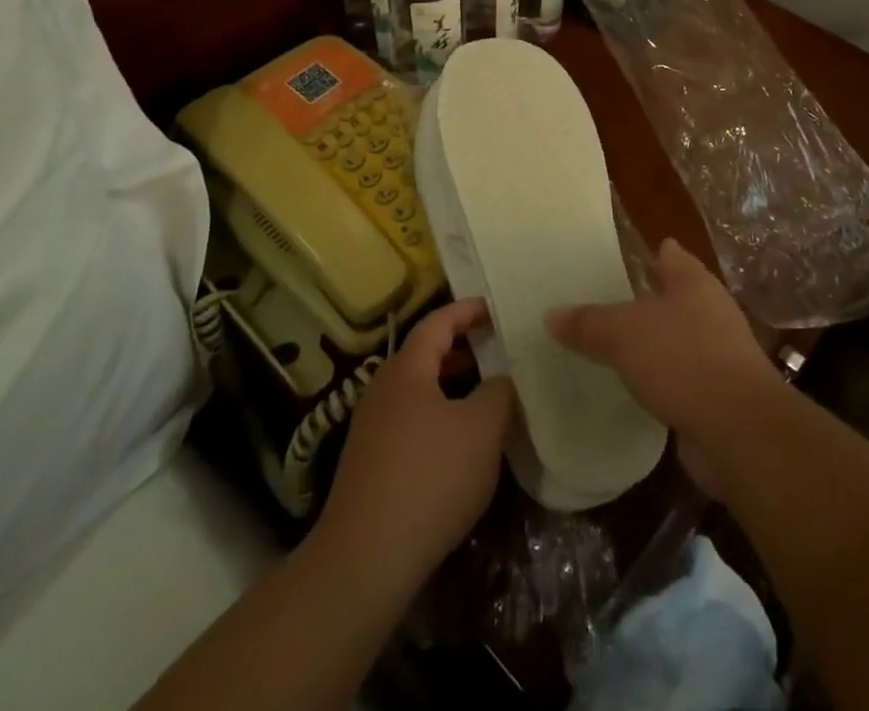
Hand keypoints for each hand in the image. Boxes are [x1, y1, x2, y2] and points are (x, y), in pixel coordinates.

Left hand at [319, 298, 513, 580]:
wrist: (365, 559)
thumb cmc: (431, 478)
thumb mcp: (482, 429)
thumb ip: (499, 392)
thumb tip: (502, 378)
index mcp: (406, 368)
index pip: (438, 322)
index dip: (468, 311)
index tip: (495, 309)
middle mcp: (383, 388)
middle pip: (424, 353)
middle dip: (461, 348)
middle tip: (496, 350)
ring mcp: (371, 426)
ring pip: (417, 390)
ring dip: (450, 385)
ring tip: (484, 396)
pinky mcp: (369, 462)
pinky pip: (410, 420)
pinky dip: (437, 415)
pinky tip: (458, 444)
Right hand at [546, 239, 778, 456]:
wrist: (740, 431)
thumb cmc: (682, 359)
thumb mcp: (623, 334)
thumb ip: (588, 323)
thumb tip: (550, 314)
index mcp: (694, 282)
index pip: (669, 255)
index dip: (648, 253)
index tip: (619, 257)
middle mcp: (711, 311)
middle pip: (674, 297)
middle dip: (645, 301)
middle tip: (604, 303)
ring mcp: (720, 355)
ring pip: (678, 340)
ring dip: (653, 345)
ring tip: (614, 348)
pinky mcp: (720, 396)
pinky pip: (681, 379)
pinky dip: (662, 382)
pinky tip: (636, 389)